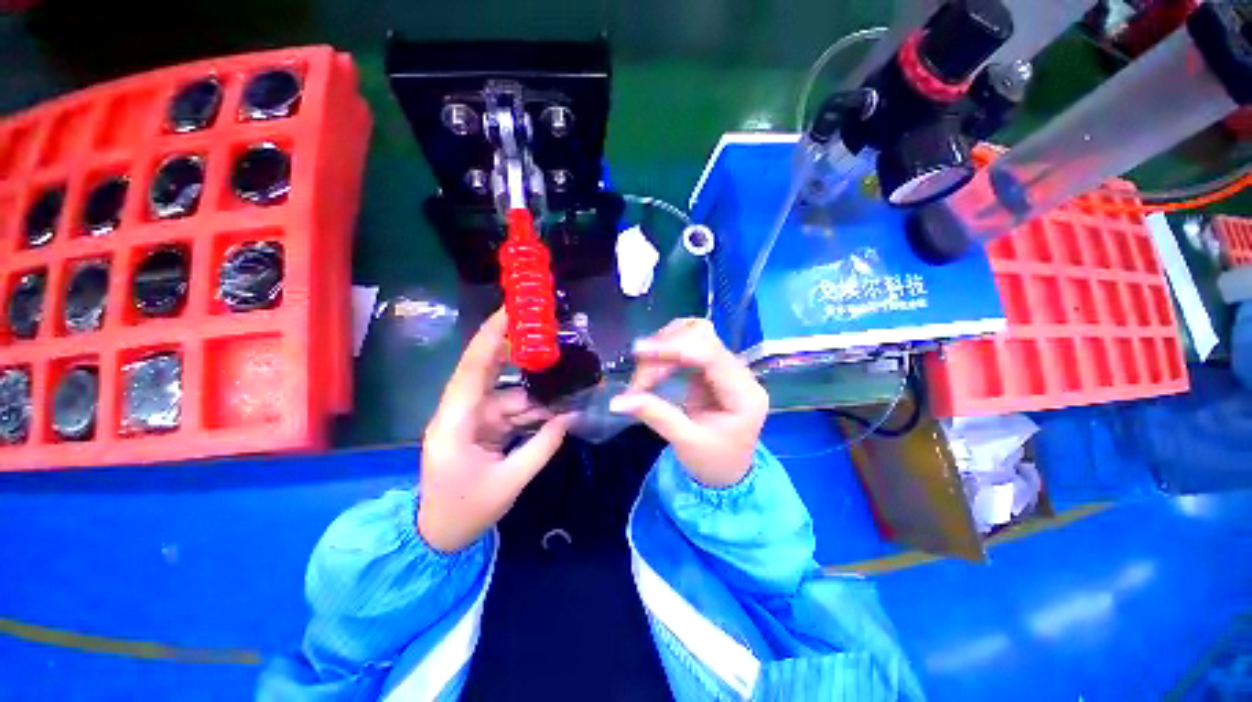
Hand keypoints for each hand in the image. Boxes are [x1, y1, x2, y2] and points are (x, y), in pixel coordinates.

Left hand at [418, 309, 570, 551]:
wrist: (438, 537)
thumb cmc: (465, 512)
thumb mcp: (509, 482)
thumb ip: (542, 447)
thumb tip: (571, 417)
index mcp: (455, 422)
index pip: (472, 369)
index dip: (490, 337)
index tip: (509, 311)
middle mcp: (461, 412)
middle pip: (488, 371)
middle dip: (515, 350)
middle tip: (545, 332)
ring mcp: (472, 420)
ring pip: (509, 395)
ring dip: (537, 394)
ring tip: (569, 386)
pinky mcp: (483, 428)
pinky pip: (512, 411)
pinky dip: (534, 411)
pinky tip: (557, 411)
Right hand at [610, 319, 768, 487]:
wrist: (727, 472)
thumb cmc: (712, 462)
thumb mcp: (685, 442)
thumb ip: (656, 416)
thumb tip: (618, 401)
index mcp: (744, 394)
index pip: (711, 354)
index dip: (674, 347)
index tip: (639, 352)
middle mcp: (739, 373)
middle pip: (703, 336)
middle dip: (665, 349)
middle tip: (640, 379)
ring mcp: (725, 367)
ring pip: (693, 335)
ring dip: (662, 348)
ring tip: (643, 376)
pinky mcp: (711, 368)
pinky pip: (686, 346)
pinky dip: (664, 353)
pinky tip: (651, 369)